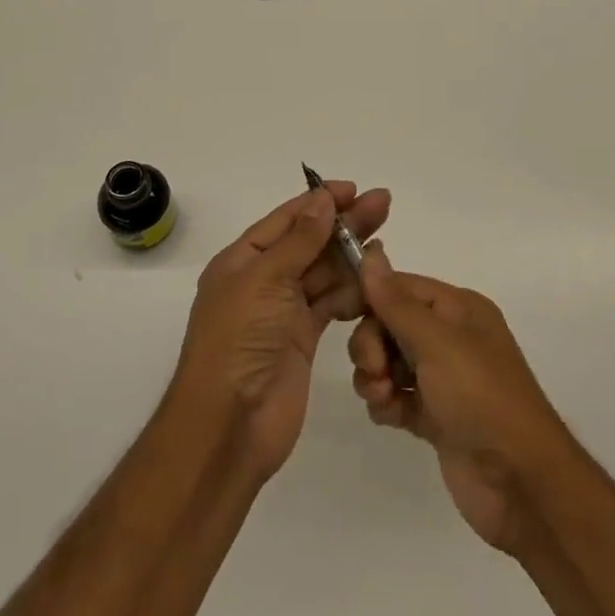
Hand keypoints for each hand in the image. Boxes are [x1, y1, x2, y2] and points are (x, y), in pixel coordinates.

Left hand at [173, 180, 391, 481]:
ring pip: (323, 273)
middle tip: (383, 203)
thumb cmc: (239, 340)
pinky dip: (351, 292)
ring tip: (385, 242)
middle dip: (344, 224)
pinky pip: (331, 304)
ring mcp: (282, 312)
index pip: (285, 220)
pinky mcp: (302, 340)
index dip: (318, 202)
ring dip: (351, 257)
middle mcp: (262, 281)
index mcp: (242, 260)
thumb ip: (300, 240)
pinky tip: (375, 280)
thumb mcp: (265, 279)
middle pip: (309, 243)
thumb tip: (322, 199)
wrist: (229, 425)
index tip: (353, 189)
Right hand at [349, 247, 568, 555]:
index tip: (343, 314)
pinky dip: (387, 404)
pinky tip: (391, 416)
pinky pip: (396, 396)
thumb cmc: (480, 396)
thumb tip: (371, 252)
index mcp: (458, 309)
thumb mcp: (436, 341)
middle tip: (374, 370)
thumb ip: (396, 301)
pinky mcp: (436, 417)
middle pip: (389, 324)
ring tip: (382, 398)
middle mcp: (451, 337)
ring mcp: (443, 379)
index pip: (401, 287)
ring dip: (375, 376)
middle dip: (371, 344)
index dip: (371, 298)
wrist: (520, 483)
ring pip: (389, 361)